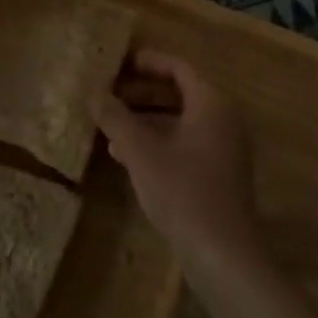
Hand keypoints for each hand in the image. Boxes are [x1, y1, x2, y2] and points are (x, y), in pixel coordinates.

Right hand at [95, 49, 263, 277]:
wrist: (223, 255)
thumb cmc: (183, 191)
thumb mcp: (141, 152)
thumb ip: (116, 118)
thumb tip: (93, 92)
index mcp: (211, 103)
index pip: (179, 67)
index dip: (148, 61)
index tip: (118, 62)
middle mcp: (222, 119)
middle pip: (179, 92)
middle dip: (141, 92)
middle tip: (108, 92)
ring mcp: (223, 148)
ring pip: (179, 120)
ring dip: (145, 119)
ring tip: (108, 124)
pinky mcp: (217, 174)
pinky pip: (184, 143)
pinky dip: (156, 141)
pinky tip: (124, 155)